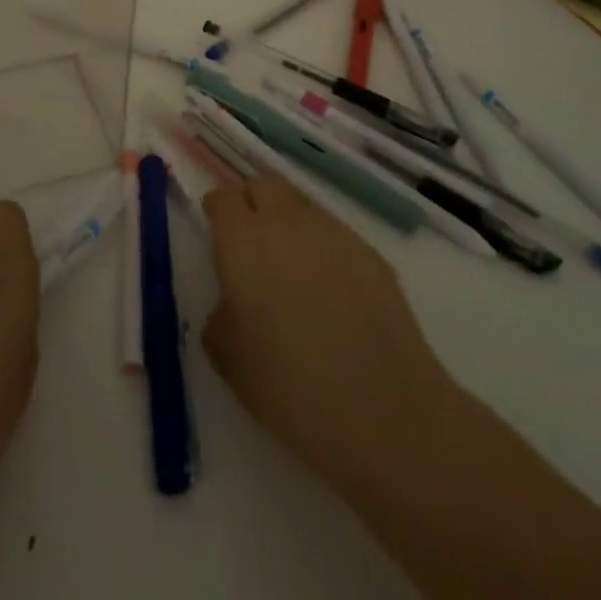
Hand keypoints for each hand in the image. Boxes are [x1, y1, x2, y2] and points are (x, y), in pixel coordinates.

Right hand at [200, 175, 452, 498]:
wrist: (385, 413)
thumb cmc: (292, 391)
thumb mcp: (232, 364)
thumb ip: (220, 320)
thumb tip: (232, 304)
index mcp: (243, 241)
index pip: (222, 199)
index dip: (216, 212)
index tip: (215, 233)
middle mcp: (286, 222)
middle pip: (263, 186)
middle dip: (251, 203)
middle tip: (249, 242)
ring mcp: (333, 232)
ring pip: (300, 206)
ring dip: (288, 222)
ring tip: (291, 267)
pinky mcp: (370, 252)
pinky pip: (334, 233)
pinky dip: (322, 247)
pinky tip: (330, 289)